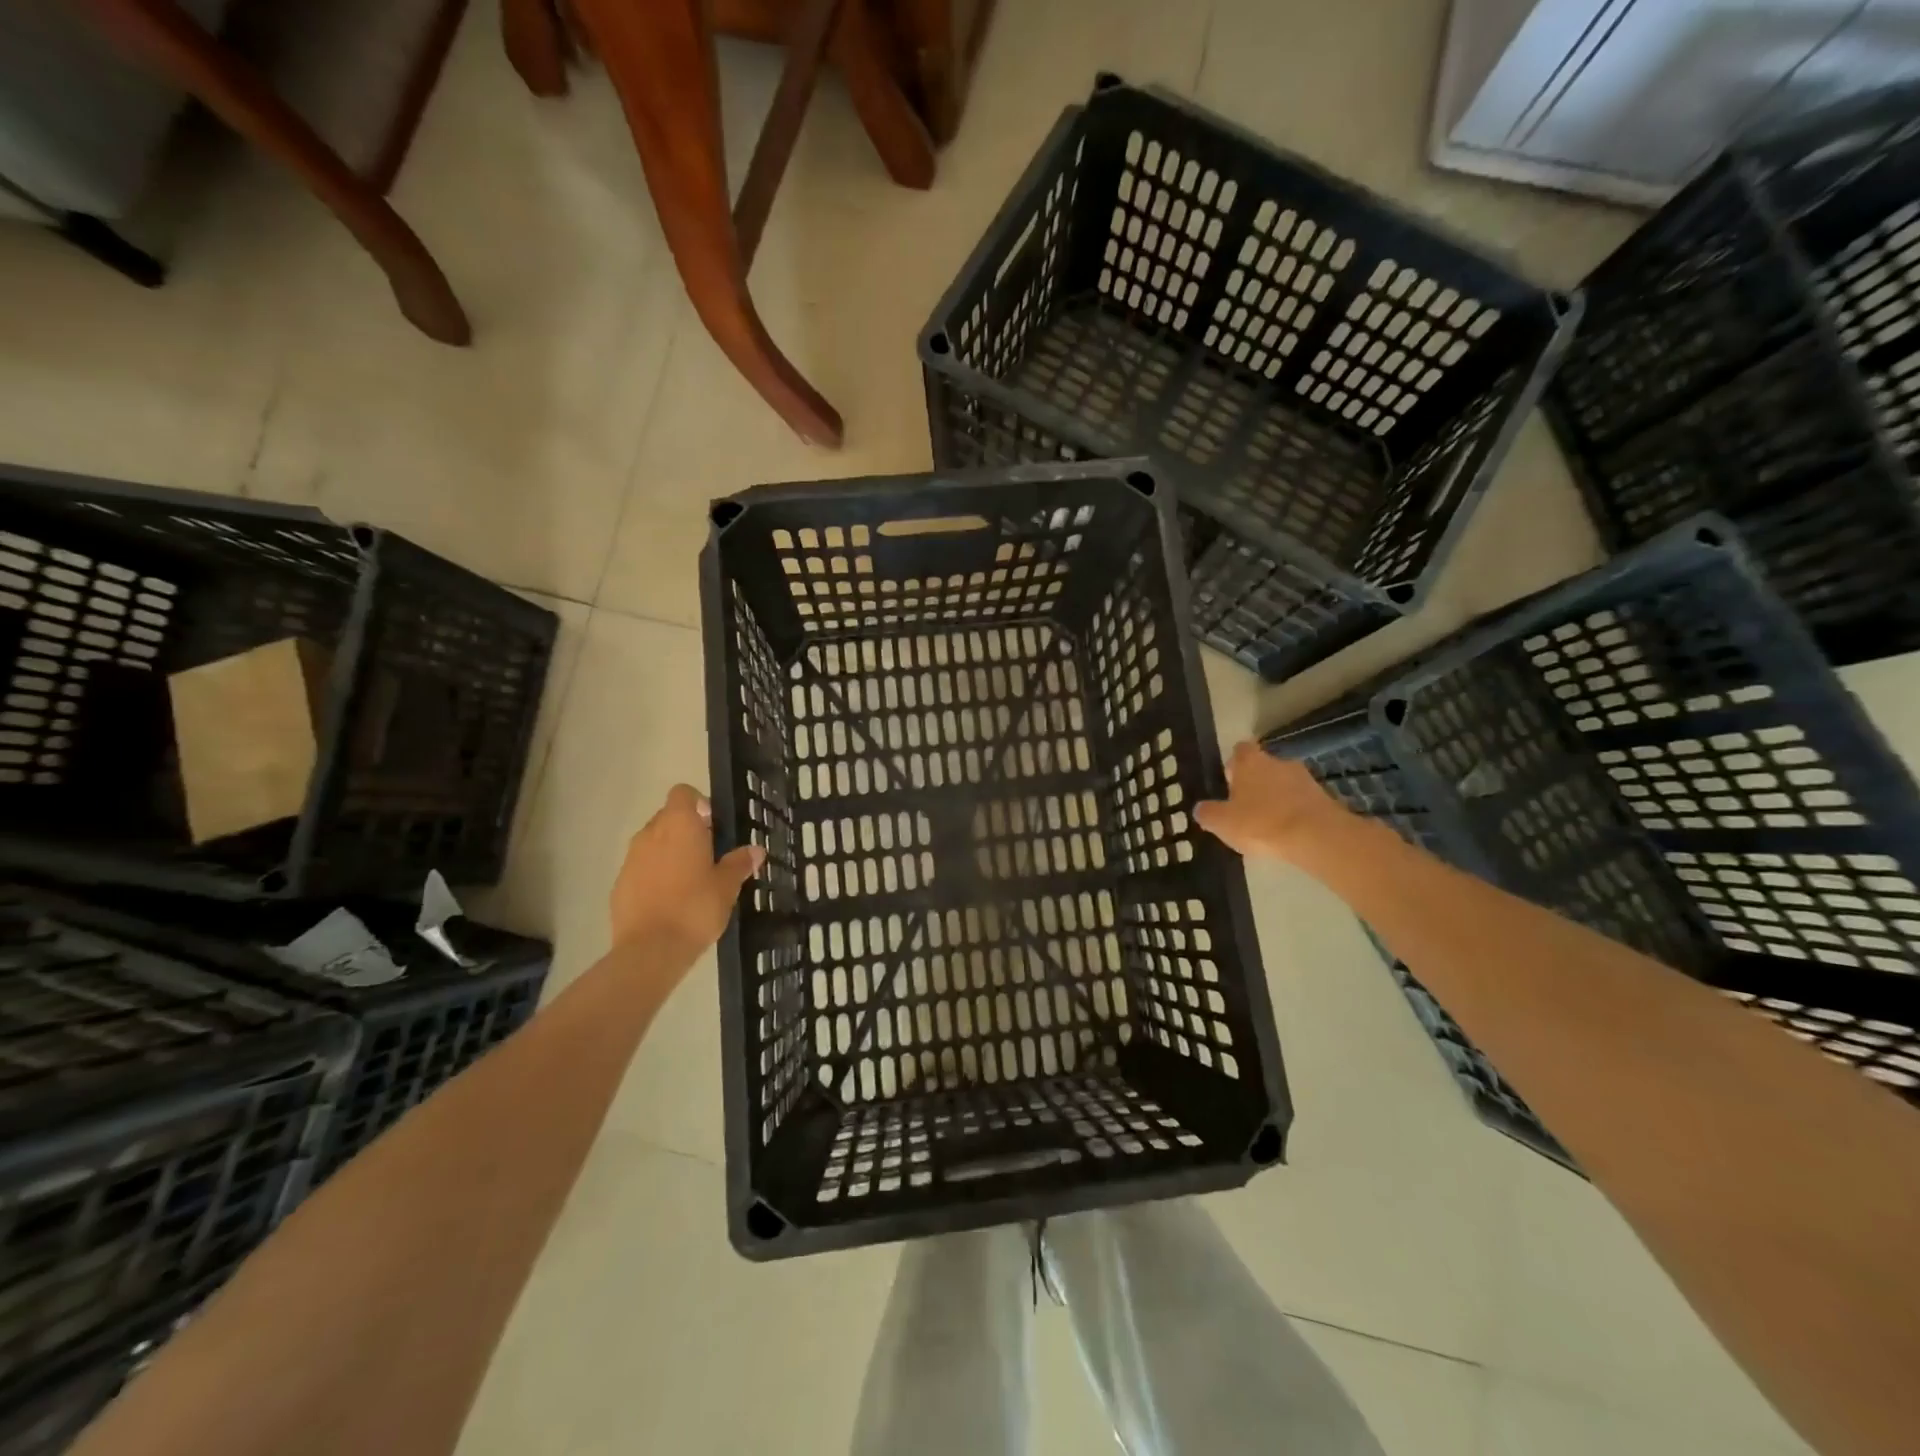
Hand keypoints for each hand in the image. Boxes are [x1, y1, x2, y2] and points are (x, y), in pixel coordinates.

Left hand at [609, 785, 764, 958]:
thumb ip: (740, 863)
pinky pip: (640, 868)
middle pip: (667, 817)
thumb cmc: (695, 907)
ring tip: (689, 880)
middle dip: (686, 830)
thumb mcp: (727, 886)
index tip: (713, 825)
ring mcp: (631, 859)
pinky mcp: (619, 884)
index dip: (699, 803)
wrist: (650, 949)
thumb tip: (756, 850)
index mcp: (680, 825)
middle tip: (708, 855)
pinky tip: (669, 901)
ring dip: (669, 852)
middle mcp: (651, 833)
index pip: (683, 793)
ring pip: (652, 843)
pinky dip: (654, 875)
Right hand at [1194, 742, 1351, 862]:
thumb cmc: (1260, 823)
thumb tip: (1201, 808)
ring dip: (1277, 797)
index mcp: (1249, 762)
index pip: (1239, 750)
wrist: (1315, 836)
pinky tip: (1288, 832)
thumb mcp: (1222, 823)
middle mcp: (1277, 762)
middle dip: (1256, 782)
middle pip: (1263, 766)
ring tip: (1268, 823)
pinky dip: (1294, 811)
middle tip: (1246, 806)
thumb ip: (1208, 813)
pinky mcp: (1324, 797)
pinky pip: (1302, 800)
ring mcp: (1304, 778)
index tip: (1229, 781)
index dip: (1234, 764)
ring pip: (1284, 783)